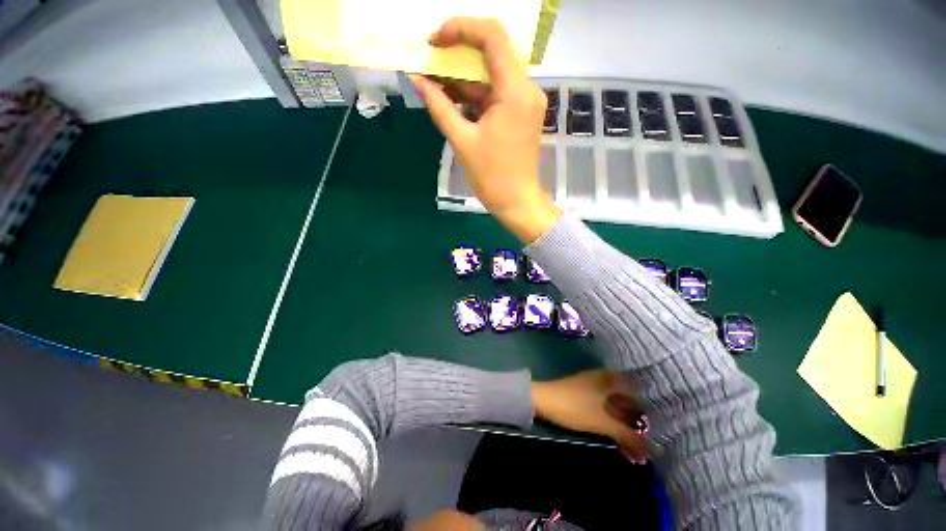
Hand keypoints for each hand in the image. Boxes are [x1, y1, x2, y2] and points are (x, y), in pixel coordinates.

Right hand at [410, 17, 561, 242]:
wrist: (517, 203)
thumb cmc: (492, 177)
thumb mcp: (462, 141)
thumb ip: (439, 106)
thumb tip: (417, 80)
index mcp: (515, 91)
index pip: (491, 37)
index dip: (460, 29)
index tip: (433, 42)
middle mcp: (526, 89)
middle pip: (492, 53)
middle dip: (458, 54)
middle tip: (430, 61)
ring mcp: (525, 102)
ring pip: (491, 76)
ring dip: (463, 78)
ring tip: (433, 82)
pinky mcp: (520, 114)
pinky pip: (495, 95)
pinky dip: (474, 96)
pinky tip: (451, 99)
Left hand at [531, 370, 661, 463]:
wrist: (541, 400)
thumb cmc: (573, 407)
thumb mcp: (602, 422)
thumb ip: (629, 436)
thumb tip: (657, 450)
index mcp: (611, 380)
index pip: (639, 393)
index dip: (651, 412)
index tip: (661, 430)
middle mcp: (605, 381)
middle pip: (628, 404)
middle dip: (638, 428)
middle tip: (649, 449)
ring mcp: (594, 389)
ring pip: (616, 410)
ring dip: (626, 431)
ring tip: (637, 455)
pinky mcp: (585, 398)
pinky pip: (605, 412)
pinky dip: (613, 426)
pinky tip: (620, 445)